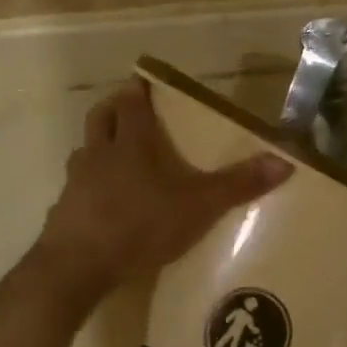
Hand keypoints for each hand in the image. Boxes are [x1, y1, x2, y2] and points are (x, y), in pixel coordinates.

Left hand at [34, 80, 291, 300]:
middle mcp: (99, 153)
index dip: (137, 90)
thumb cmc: (140, 224)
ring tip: (116, 156)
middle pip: (100, 117)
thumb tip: (284, 161)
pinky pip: (76, 187)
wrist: (78, 266)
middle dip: (114, 108)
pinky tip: (101, 204)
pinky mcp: (63, 210)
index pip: (131, 103)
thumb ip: (238, 184)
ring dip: (98, 146)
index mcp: (131, 143)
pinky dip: (88, 186)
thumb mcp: (198, 205)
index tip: (143, 81)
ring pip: (84, 150)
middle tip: (128, 109)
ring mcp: (76, 181)